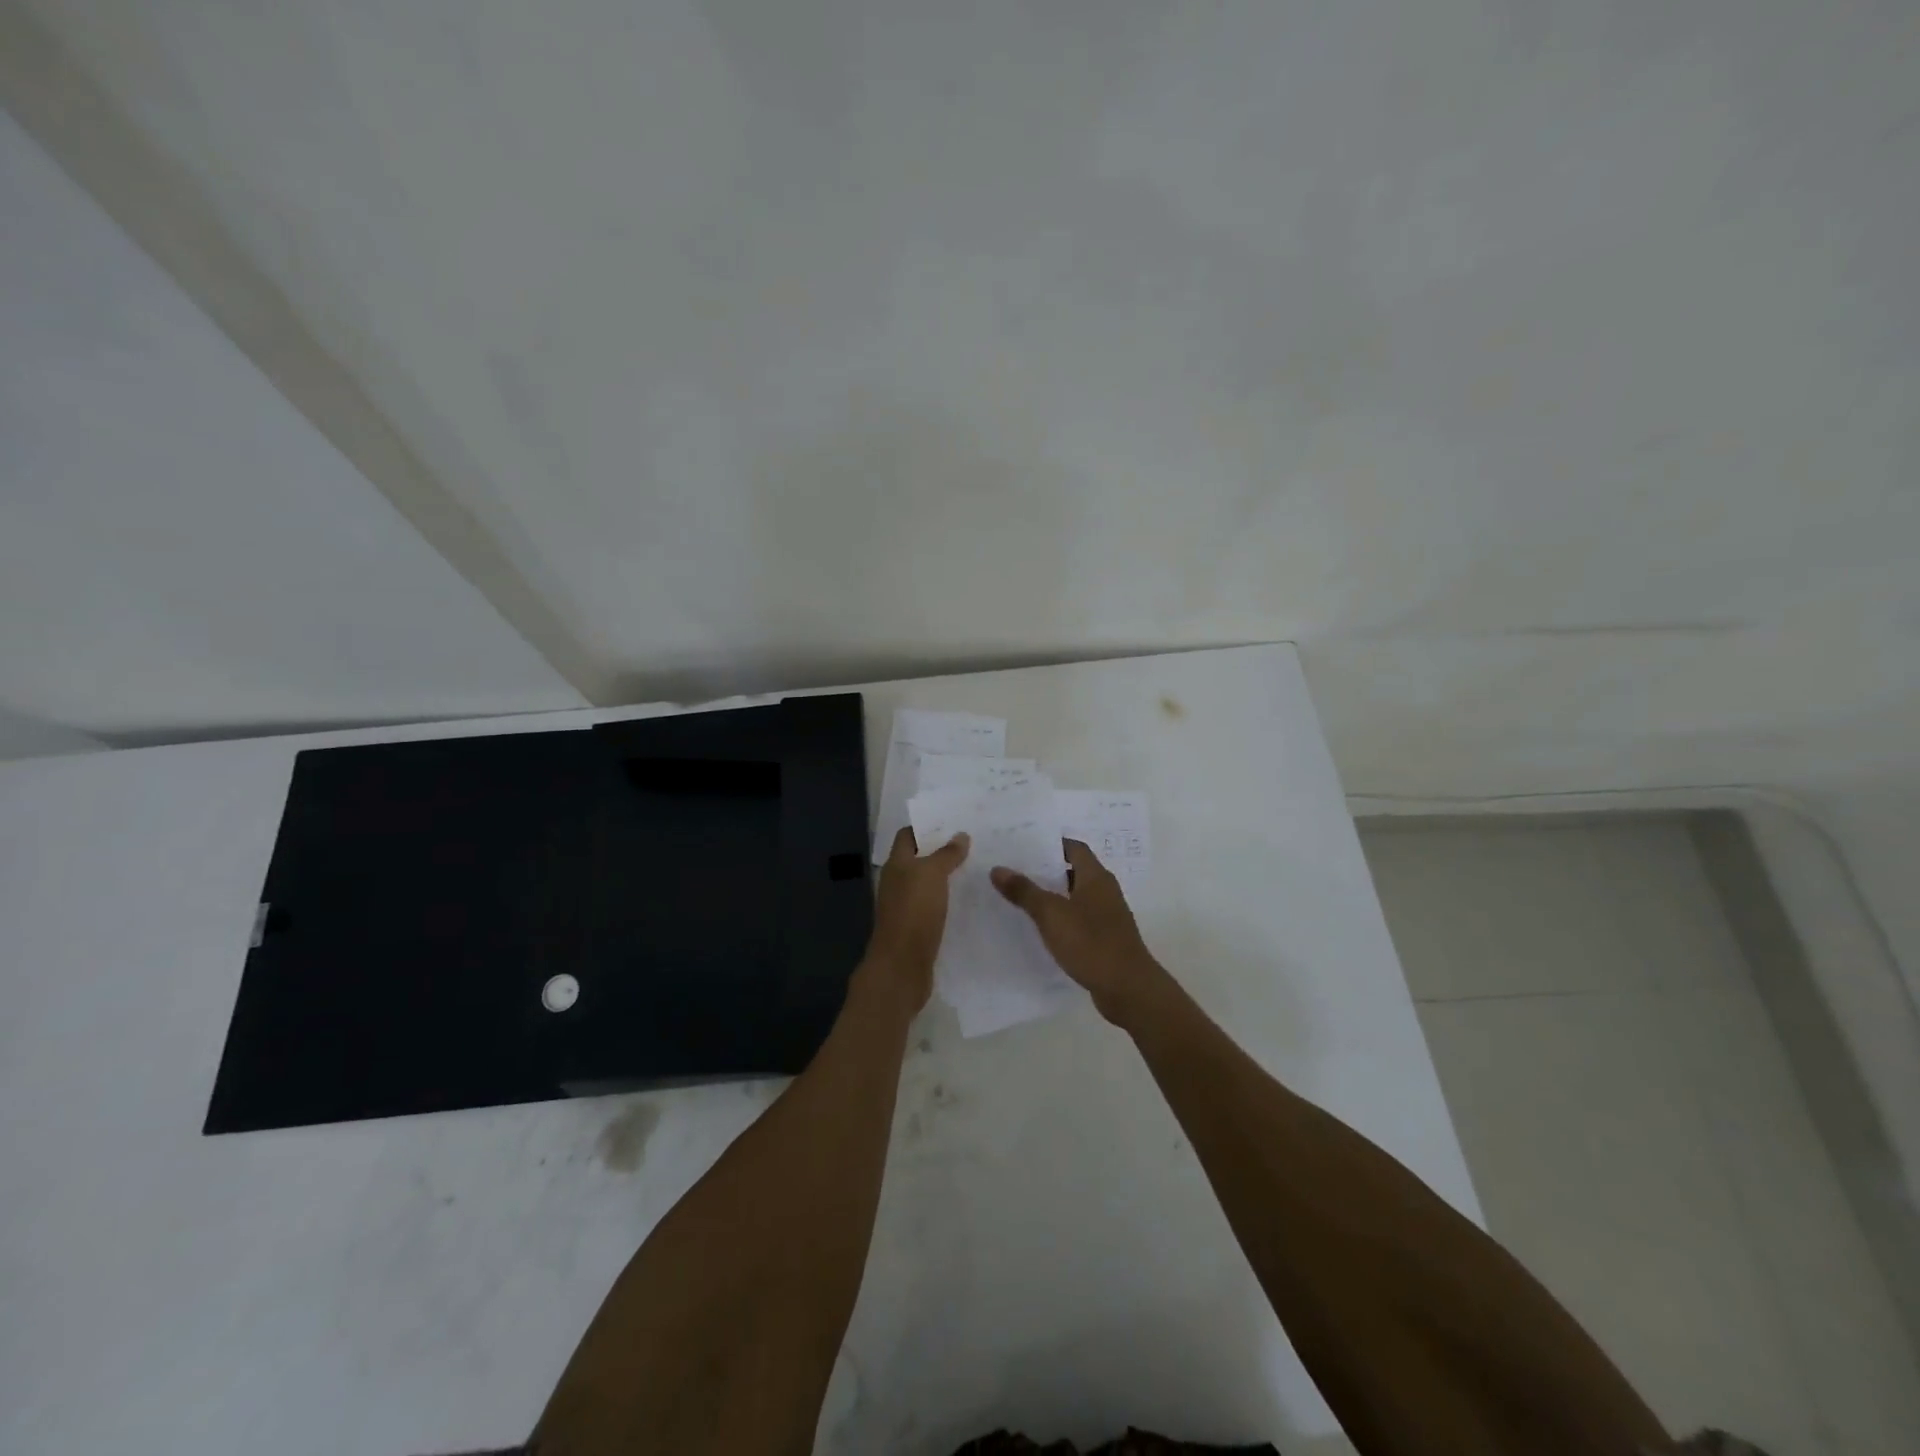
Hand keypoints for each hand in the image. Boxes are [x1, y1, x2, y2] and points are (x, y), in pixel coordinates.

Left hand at [860, 826, 969, 1013]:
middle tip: (975, 844)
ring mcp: (906, 907)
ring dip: (948, 877)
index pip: (908, 835)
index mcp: (897, 865)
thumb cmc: (914, 912)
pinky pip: (934, 906)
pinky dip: (949, 901)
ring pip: (928, 884)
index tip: (954, 822)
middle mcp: (898, 883)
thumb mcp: (932, 875)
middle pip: (919, 859)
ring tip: (978, 869)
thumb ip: (946, 854)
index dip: (927, 827)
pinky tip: (971, 901)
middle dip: (942, 851)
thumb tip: (960, 835)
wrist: (902, 966)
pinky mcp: (918, 928)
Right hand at [991, 840, 1168, 1027]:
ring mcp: (1107, 917)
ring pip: (1075, 897)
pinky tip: (1040, 928)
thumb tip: (998, 869)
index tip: (1023, 845)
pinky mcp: (1105, 939)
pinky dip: (1061, 919)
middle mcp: (1105, 891)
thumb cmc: (1091, 943)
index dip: (1050, 844)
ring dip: (1052, 896)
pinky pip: (1079, 920)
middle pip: (1073, 871)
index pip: (1074, 848)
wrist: (1128, 989)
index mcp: (1096, 877)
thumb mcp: (1051, 915)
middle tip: (1014, 869)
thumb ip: (1024, 891)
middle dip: (1046, 870)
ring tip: (1020, 897)